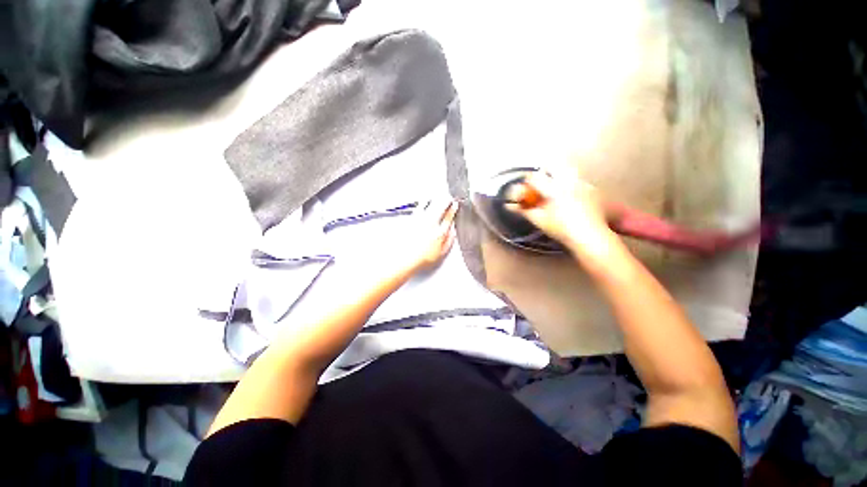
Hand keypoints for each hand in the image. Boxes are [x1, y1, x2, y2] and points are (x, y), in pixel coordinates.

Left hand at [406, 199, 458, 271]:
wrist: (405, 259)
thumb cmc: (422, 258)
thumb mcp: (441, 253)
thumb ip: (449, 241)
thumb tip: (453, 232)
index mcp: (440, 232)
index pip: (449, 217)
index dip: (453, 209)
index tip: (455, 204)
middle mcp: (430, 223)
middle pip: (440, 207)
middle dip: (446, 200)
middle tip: (449, 197)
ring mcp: (420, 220)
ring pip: (429, 204)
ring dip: (435, 198)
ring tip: (438, 195)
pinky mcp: (410, 220)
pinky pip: (419, 207)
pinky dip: (423, 202)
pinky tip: (424, 200)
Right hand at [506, 172, 612, 251]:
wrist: (589, 236)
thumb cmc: (561, 229)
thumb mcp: (539, 220)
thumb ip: (523, 211)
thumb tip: (510, 206)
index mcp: (553, 189)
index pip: (535, 177)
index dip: (527, 180)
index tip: (525, 186)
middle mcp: (569, 182)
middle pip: (553, 165)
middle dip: (544, 171)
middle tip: (540, 183)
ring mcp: (583, 184)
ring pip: (568, 170)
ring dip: (558, 175)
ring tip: (554, 189)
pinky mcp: (592, 189)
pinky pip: (578, 179)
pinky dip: (570, 183)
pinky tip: (569, 196)